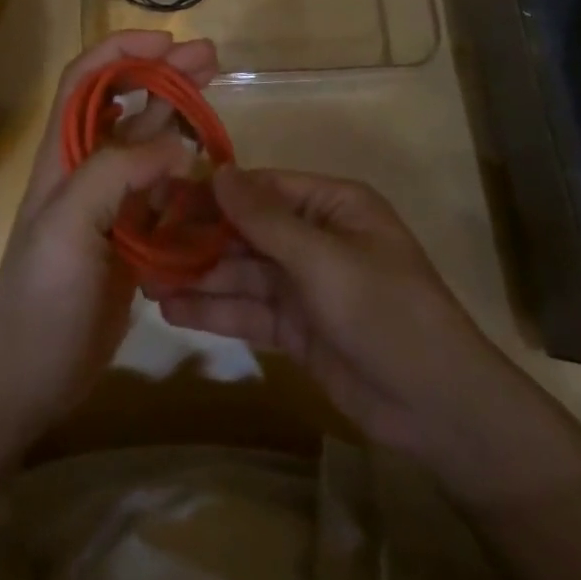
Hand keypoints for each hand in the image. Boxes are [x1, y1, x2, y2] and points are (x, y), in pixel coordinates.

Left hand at [0, 30, 218, 438]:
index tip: (168, 43)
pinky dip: (186, 167)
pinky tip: (211, 163)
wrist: (29, 375)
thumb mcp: (68, 226)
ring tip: (218, 92)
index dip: (122, 52)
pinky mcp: (131, 234)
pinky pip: (163, 187)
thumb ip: (116, 174)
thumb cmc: (41, 296)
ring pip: (148, 141)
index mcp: (63, 154)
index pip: (86, 79)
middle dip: (164, 72)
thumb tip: (176, 146)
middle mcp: (86, 167)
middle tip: (212, 58)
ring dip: (179, 112)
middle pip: (126, 102)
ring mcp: (110, 201)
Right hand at [153, 168, 496, 462]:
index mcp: (331, 205)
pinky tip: (173, 309)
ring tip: (145, 278)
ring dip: (198, 275)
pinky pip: (249, 310)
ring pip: (242, 272)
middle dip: (198, 237)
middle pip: (246, 230)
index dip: (214, 192)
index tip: (163, 196)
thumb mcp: (323, 259)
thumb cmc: (384, 311)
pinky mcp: (297, 328)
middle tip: (143, 240)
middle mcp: (315, 237)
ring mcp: (305, 285)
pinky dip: (215, 310)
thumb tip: (218, 171)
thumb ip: (265, 218)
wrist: (437, 408)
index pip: (262, 187)